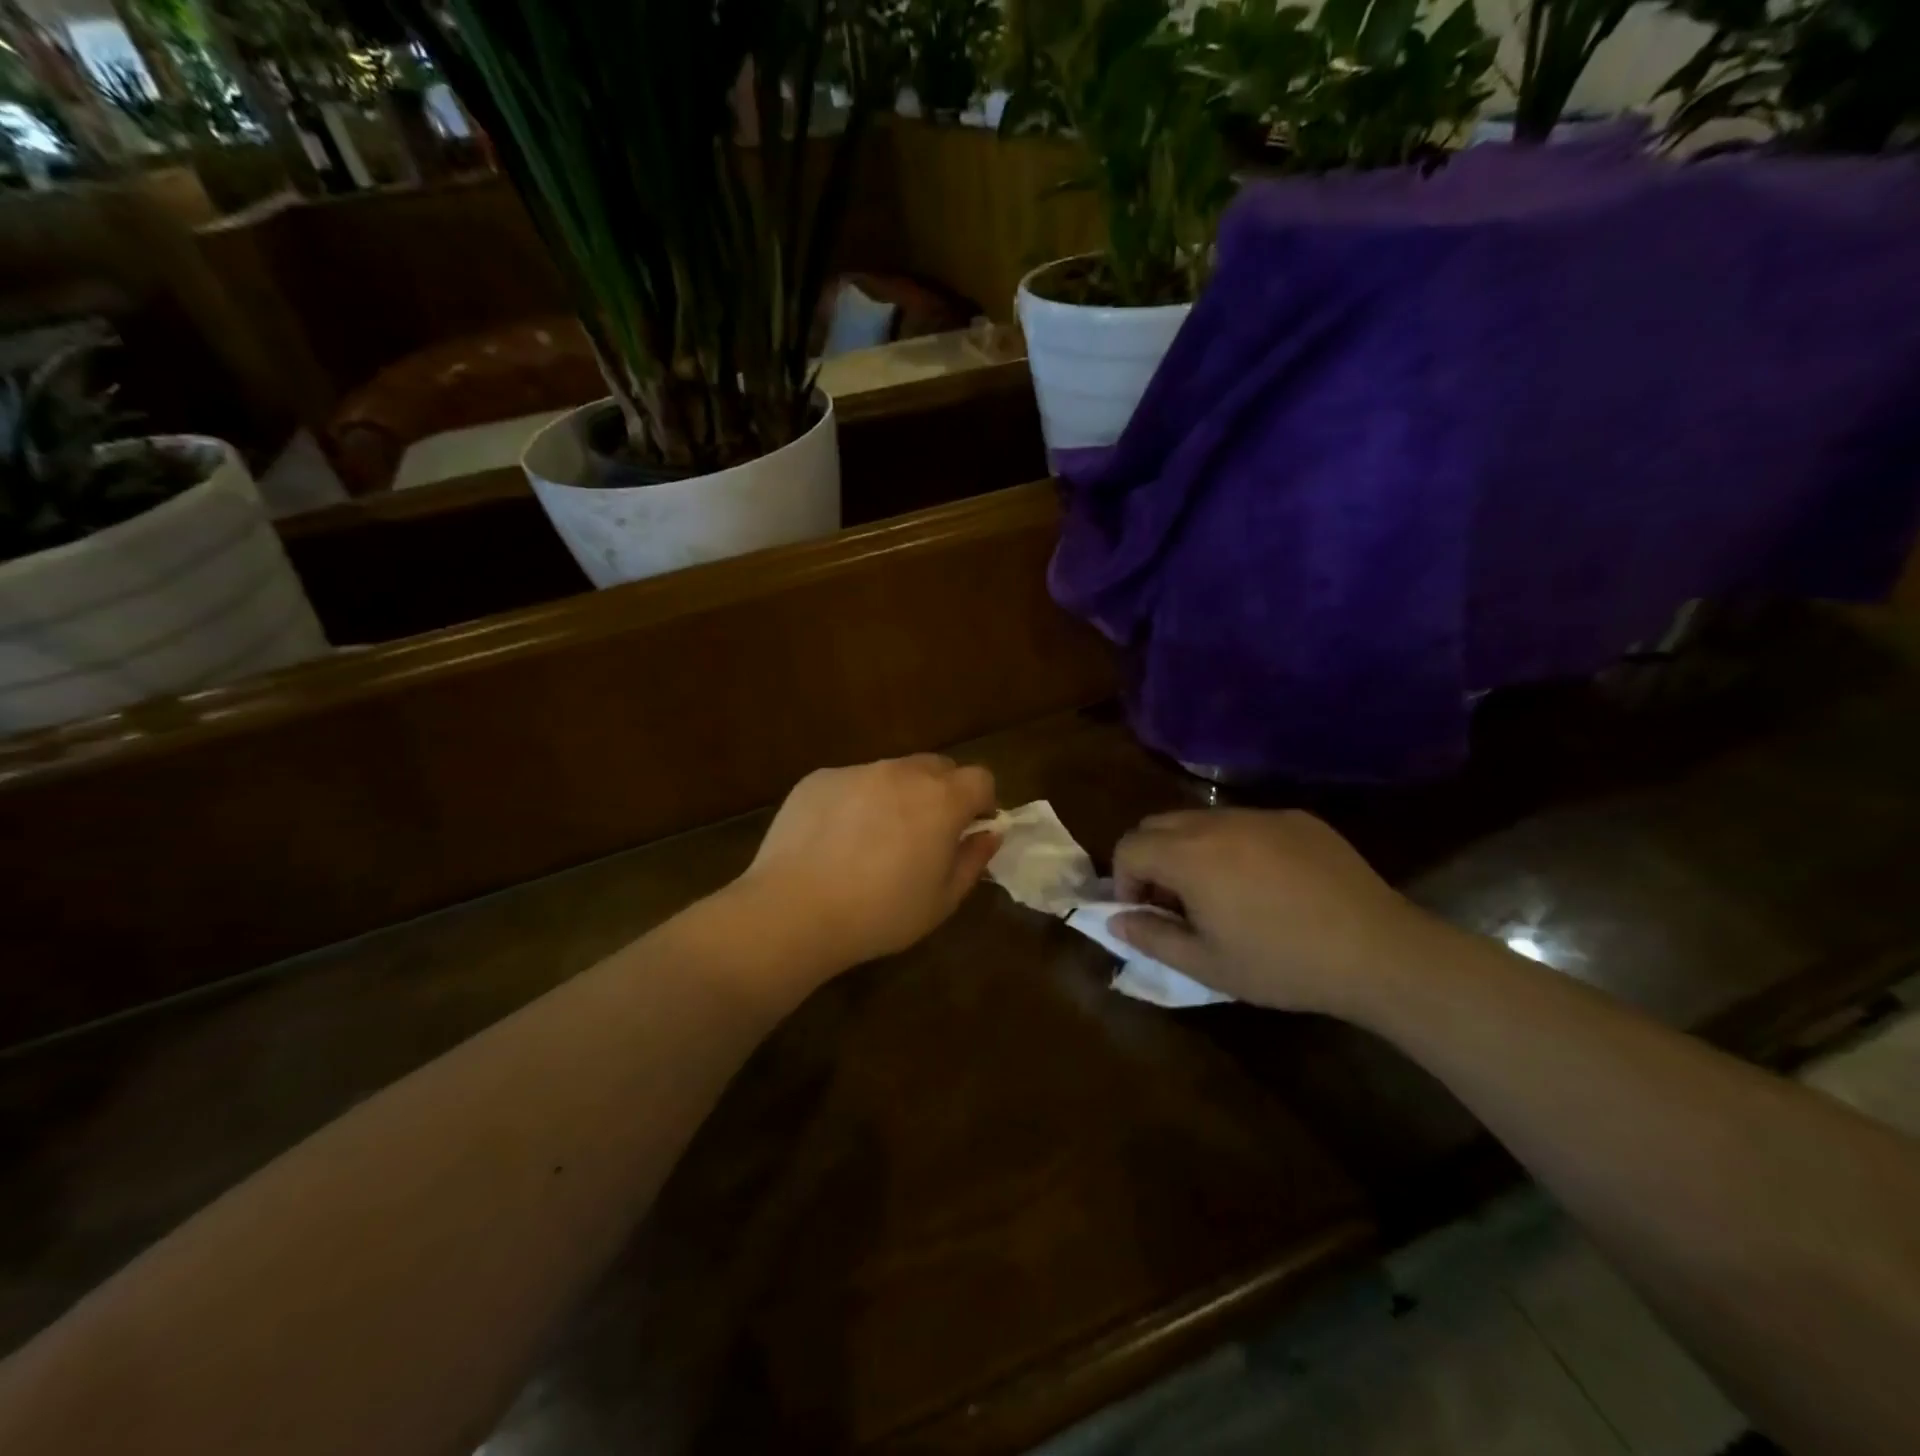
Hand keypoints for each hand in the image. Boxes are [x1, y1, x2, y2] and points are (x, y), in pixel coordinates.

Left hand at [733, 754, 999, 975]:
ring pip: (892, 773)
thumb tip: (988, 834)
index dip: (982, 803)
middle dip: (942, 793)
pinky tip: (835, 841)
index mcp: (941, 799)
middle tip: (925, 834)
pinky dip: (856, 802)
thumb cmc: (879, 914)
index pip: (980, 778)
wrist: (794, 911)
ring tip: (874, 839)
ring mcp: (857, 771)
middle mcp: (902, 772)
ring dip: (897, 795)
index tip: (969, 830)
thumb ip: (973, 860)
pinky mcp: (819, 779)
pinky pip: (851, 782)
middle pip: (938, 767)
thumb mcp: (941, 901)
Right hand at [1110, 809, 1438, 1016]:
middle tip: (1175, 903)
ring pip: (1201, 820)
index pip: (1129, 847)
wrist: (1378, 952)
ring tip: (1219, 893)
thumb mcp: (1207, 965)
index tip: (1145, 913)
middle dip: (1151, 860)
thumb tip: (1115, 921)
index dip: (1123, 881)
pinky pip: (1246, 822)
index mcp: (1189, 855)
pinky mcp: (1298, 818)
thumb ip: (1151, 937)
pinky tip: (1267, 884)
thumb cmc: (1283, 964)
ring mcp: (1261, 815)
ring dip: (1190, 850)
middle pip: (1158, 824)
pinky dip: (1235, 845)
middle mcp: (1218, 822)